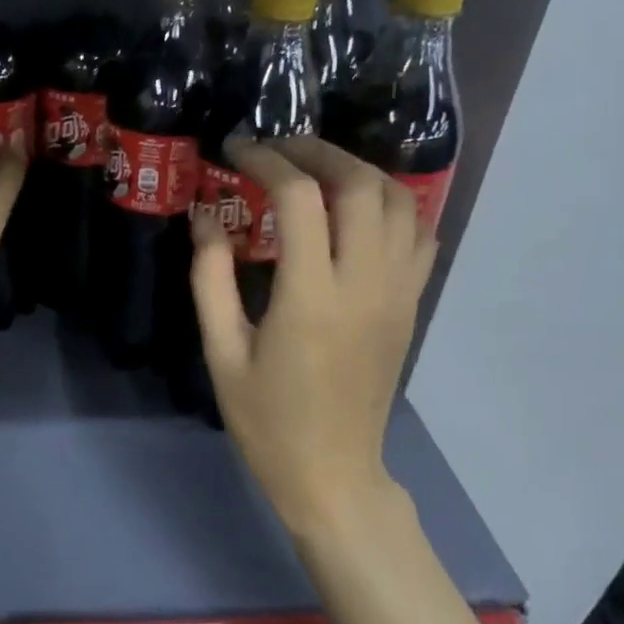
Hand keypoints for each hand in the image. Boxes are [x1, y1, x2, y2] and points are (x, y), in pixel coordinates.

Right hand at [190, 137, 435, 545]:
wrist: (332, 473)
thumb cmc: (267, 421)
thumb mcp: (222, 353)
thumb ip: (210, 279)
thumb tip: (204, 217)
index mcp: (311, 297)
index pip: (299, 199)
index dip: (267, 162)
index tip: (237, 152)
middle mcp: (365, 284)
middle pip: (361, 184)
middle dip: (318, 152)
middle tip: (278, 150)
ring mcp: (399, 293)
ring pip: (400, 202)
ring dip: (360, 171)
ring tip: (318, 170)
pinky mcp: (411, 306)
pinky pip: (419, 235)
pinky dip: (393, 205)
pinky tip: (359, 209)